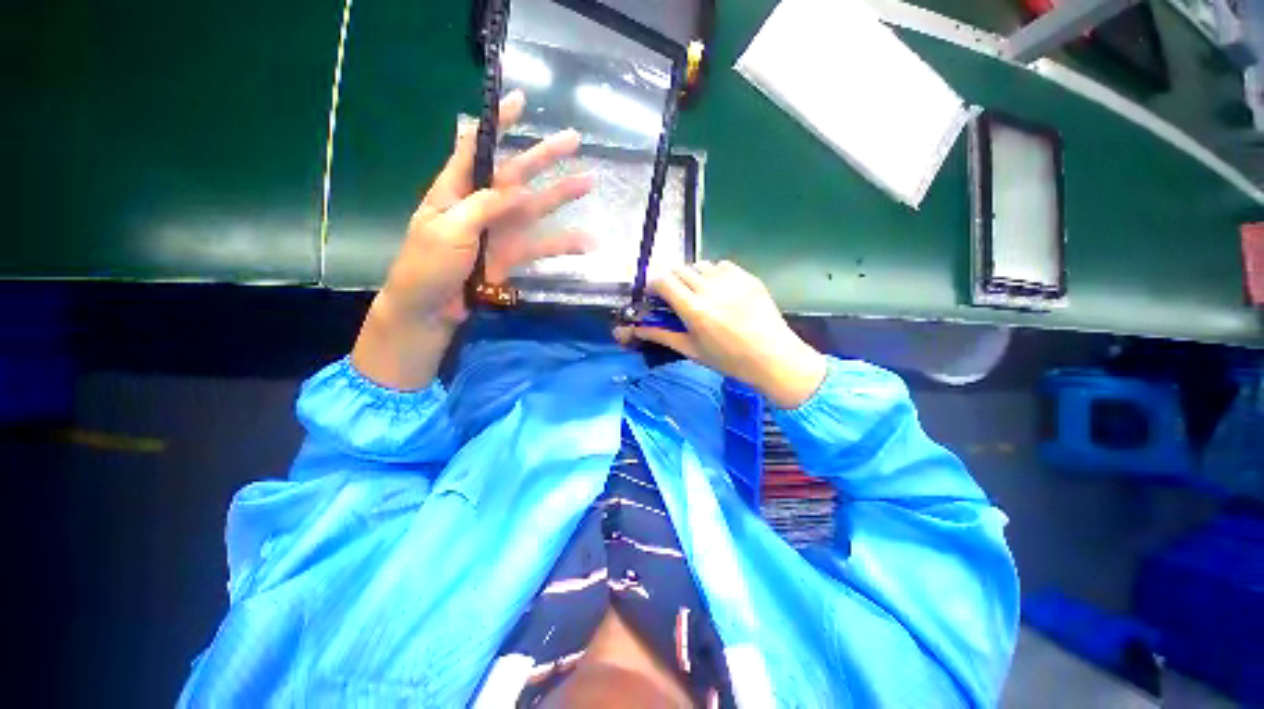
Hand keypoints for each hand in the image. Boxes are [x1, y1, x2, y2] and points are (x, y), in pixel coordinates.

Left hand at [381, 89, 594, 325]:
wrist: (432, 308)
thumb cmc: (428, 265)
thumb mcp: (448, 229)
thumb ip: (483, 206)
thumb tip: (520, 188)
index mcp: (457, 189)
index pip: (477, 146)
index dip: (498, 123)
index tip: (521, 101)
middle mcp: (483, 204)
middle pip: (517, 172)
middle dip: (544, 155)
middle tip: (574, 140)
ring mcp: (502, 231)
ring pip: (537, 206)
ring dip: (563, 195)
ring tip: (589, 181)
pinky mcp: (513, 255)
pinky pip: (542, 245)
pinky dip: (565, 244)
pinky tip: (588, 243)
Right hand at [615, 261, 827, 408]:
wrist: (773, 357)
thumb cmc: (729, 360)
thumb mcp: (692, 350)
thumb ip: (662, 335)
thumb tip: (636, 329)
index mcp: (694, 310)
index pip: (663, 281)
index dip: (654, 284)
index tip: (655, 294)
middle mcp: (711, 289)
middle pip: (679, 269)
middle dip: (671, 281)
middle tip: (676, 298)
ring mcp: (732, 280)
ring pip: (700, 265)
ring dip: (692, 276)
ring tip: (699, 294)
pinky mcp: (748, 277)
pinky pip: (722, 265)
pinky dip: (714, 274)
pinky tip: (720, 291)